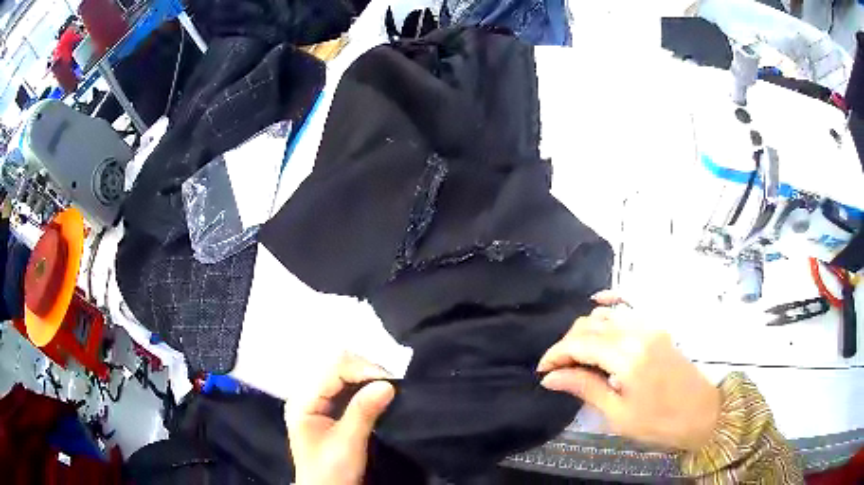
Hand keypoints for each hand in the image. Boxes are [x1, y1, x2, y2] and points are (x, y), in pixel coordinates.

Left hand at [287, 353, 394, 484]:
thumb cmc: (331, 472)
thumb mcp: (347, 444)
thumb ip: (363, 412)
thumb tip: (388, 384)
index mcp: (302, 400)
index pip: (332, 369)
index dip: (361, 369)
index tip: (390, 381)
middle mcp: (306, 394)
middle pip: (335, 366)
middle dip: (365, 370)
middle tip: (392, 383)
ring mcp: (316, 400)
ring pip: (342, 374)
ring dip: (366, 376)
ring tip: (388, 385)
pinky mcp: (328, 408)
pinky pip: (346, 387)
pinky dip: (364, 386)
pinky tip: (378, 391)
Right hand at [537, 291, 719, 450]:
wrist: (701, 413)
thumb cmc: (658, 422)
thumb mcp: (617, 414)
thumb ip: (585, 388)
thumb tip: (550, 378)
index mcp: (627, 358)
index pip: (580, 344)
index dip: (555, 354)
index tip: (541, 371)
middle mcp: (638, 332)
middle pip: (590, 325)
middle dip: (566, 343)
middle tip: (556, 368)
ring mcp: (650, 326)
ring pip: (606, 315)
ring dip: (585, 331)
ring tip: (575, 355)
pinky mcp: (657, 328)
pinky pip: (627, 309)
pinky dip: (608, 310)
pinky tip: (597, 310)